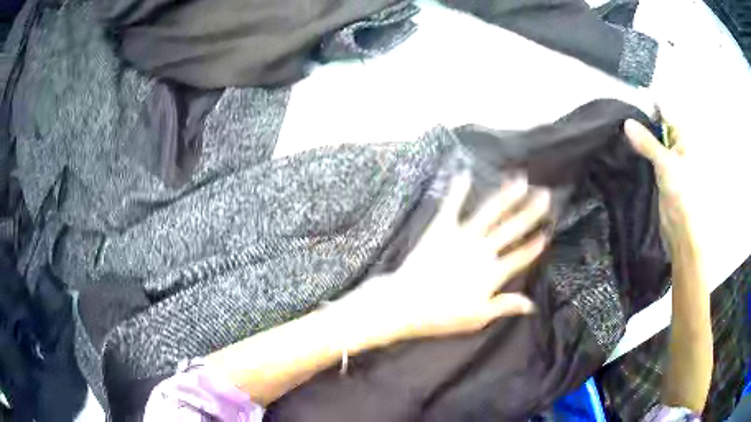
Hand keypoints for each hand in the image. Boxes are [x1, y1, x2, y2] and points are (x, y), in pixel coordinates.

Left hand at [341, 173, 550, 347]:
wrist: (406, 303)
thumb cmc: (443, 315)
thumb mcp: (478, 317)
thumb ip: (505, 306)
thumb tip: (532, 304)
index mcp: (493, 272)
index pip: (521, 256)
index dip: (535, 244)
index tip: (547, 231)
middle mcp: (483, 249)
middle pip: (512, 228)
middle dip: (531, 211)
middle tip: (545, 195)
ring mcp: (462, 236)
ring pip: (490, 212)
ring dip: (507, 195)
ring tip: (520, 180)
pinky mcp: (441, 228)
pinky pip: (452, 205)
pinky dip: (459, 190)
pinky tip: (465, 173)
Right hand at [624, 120, 706, 263]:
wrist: (682, 232)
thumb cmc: (683, 194)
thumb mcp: (665, 163)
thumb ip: (647, 142)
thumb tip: (627, 123)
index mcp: (684, 139)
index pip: (664, 114)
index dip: (648, 110)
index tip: (629, 110)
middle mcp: (678, 147)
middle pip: (658, 127)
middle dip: (642, 125)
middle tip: (622, 122)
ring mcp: (670, 162)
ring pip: (653, 143)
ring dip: (640, 141)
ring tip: (622, 137)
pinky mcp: (662, 176)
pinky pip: (650, 159)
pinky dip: (641, 155)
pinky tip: (629, 152)